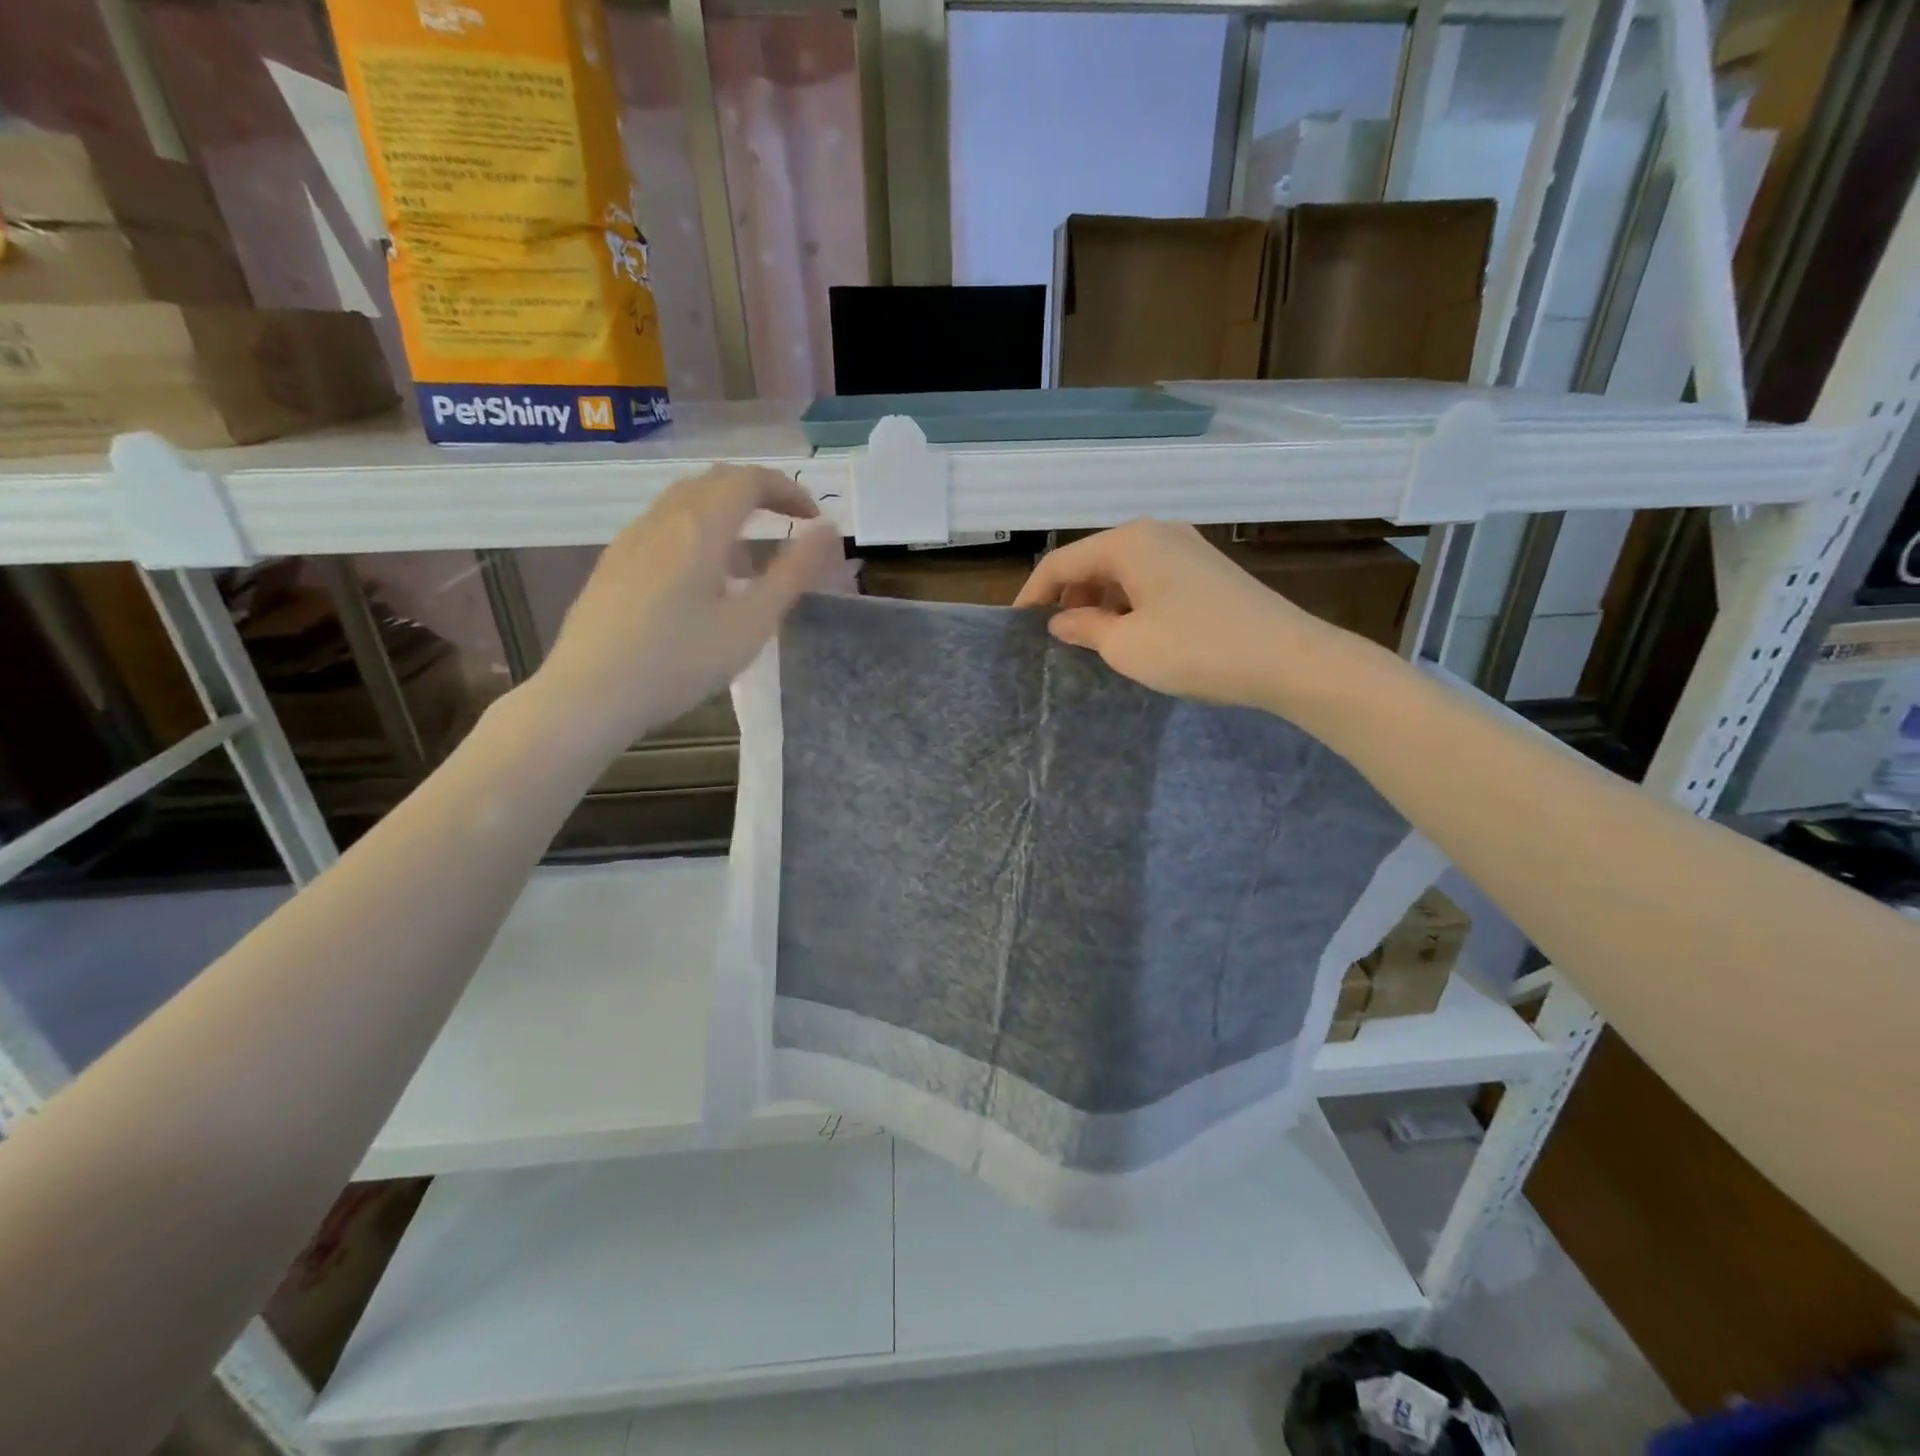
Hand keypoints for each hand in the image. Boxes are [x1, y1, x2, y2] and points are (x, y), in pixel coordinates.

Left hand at [534, 465, 839, 749]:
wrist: (588, 694)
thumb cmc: (679, 662)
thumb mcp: (751, 624)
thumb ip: (793, 574)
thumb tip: (829, 532)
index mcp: (699, 527)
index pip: (749, 480)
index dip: (788, 490)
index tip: (814, 519)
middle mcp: (662, 519)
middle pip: (715, 481)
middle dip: (759, 494)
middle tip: (789, 524)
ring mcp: (631, 539)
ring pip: (685, 501)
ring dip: (727, 511)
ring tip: (750, 557)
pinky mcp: (614, 563)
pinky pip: (664, 526)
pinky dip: (698, 531)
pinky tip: (703, 579)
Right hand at [1014, 520, 1386, 719]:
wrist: (1288, 659)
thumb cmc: (1196, 649)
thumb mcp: (1126, 645)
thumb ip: (1084, 627)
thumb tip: (1060, 621)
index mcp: (1129, 541)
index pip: (1061, 562)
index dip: (1033, 594)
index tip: (1017, 627)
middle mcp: (1156, 532)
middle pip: (1093, 561)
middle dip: (1068, 598)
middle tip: (1057, 639)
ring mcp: (1187, 548)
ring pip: (1123, 571)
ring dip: (1100, 603)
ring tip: (1093, 642)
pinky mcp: (1207, 571)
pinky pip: (1151, 580)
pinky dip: (1130, 604)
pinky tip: (1133, 635)